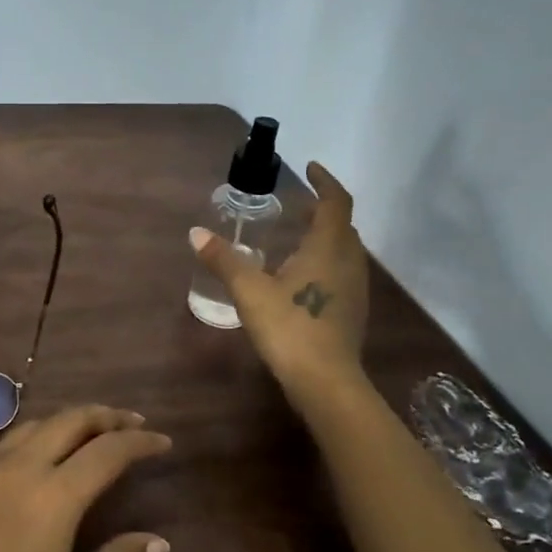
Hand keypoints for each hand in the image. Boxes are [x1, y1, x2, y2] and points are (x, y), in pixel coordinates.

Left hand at [0, 405, 170, 551]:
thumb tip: (157, 542)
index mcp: (55, 495)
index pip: (108, 451)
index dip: (140, 441)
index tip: (163, 441)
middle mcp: (23, 467)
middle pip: (71, 420)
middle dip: (107, 415)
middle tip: (133, 422)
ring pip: (37, 423)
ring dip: (71, 419)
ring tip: (93, 430)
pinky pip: (10, 438)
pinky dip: (38, 432)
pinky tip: (42, 449)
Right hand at [191, 162, 369, 406]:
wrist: (326, 382)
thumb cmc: (290, 328)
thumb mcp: (249, 291)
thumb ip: (224, 260)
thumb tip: (196, 233)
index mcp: (328, 248)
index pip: (336, 202)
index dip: (325, 182)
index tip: (309, 169)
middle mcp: (349, 262)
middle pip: (343, 225)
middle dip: (323, 210)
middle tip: (298, 206)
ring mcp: (355, 289)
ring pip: (345, 251)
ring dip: (326, 237)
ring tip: (297, 238)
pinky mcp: (352, 312)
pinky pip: (342, 272)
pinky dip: (325, 262)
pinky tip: (301, 278)